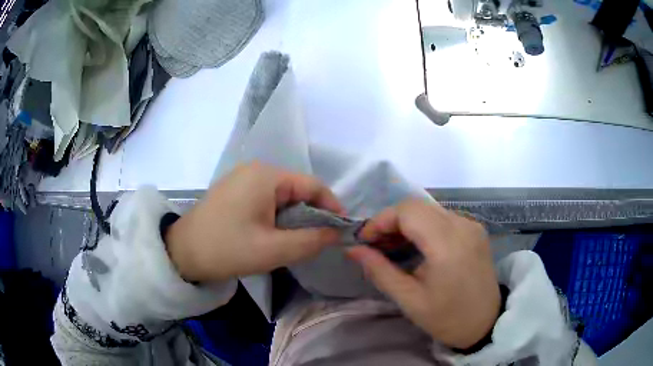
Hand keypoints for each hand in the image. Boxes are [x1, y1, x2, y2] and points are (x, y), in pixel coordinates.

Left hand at [165, 162, 343, 282]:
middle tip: (316, 243)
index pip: (313, 185)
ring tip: (293, 243)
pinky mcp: (234, 191)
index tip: (340, 231)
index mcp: (266, 175)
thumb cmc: (227, 249)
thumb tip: (336, 233)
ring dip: (293, 219)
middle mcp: (255, 169)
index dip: (332, 208)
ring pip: (282, 197)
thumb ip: (312, 240)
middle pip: (297, 190)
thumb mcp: (274, 250)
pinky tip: (272, 236)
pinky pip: (266, 200)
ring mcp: (242, 179)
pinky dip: (277, 218)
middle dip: (311, 216)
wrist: (182, 253)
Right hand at [347, 199, 499, 348]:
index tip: (364, 241)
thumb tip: (353, 249)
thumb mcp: (409, 300)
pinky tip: (415, 246)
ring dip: (406, 223)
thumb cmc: (446, 317)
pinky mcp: (474, 229)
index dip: (380, 220)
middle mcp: (462, 225)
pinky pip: (442, 217)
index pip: (408, 211)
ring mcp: (471, 225)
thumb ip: (379, 271)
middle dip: (390, 221)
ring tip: (391, 247)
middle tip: (375, 245)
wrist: (486, 322)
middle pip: (417, 206)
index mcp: (447, 244)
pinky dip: (422, 227)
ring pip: (429, 210)